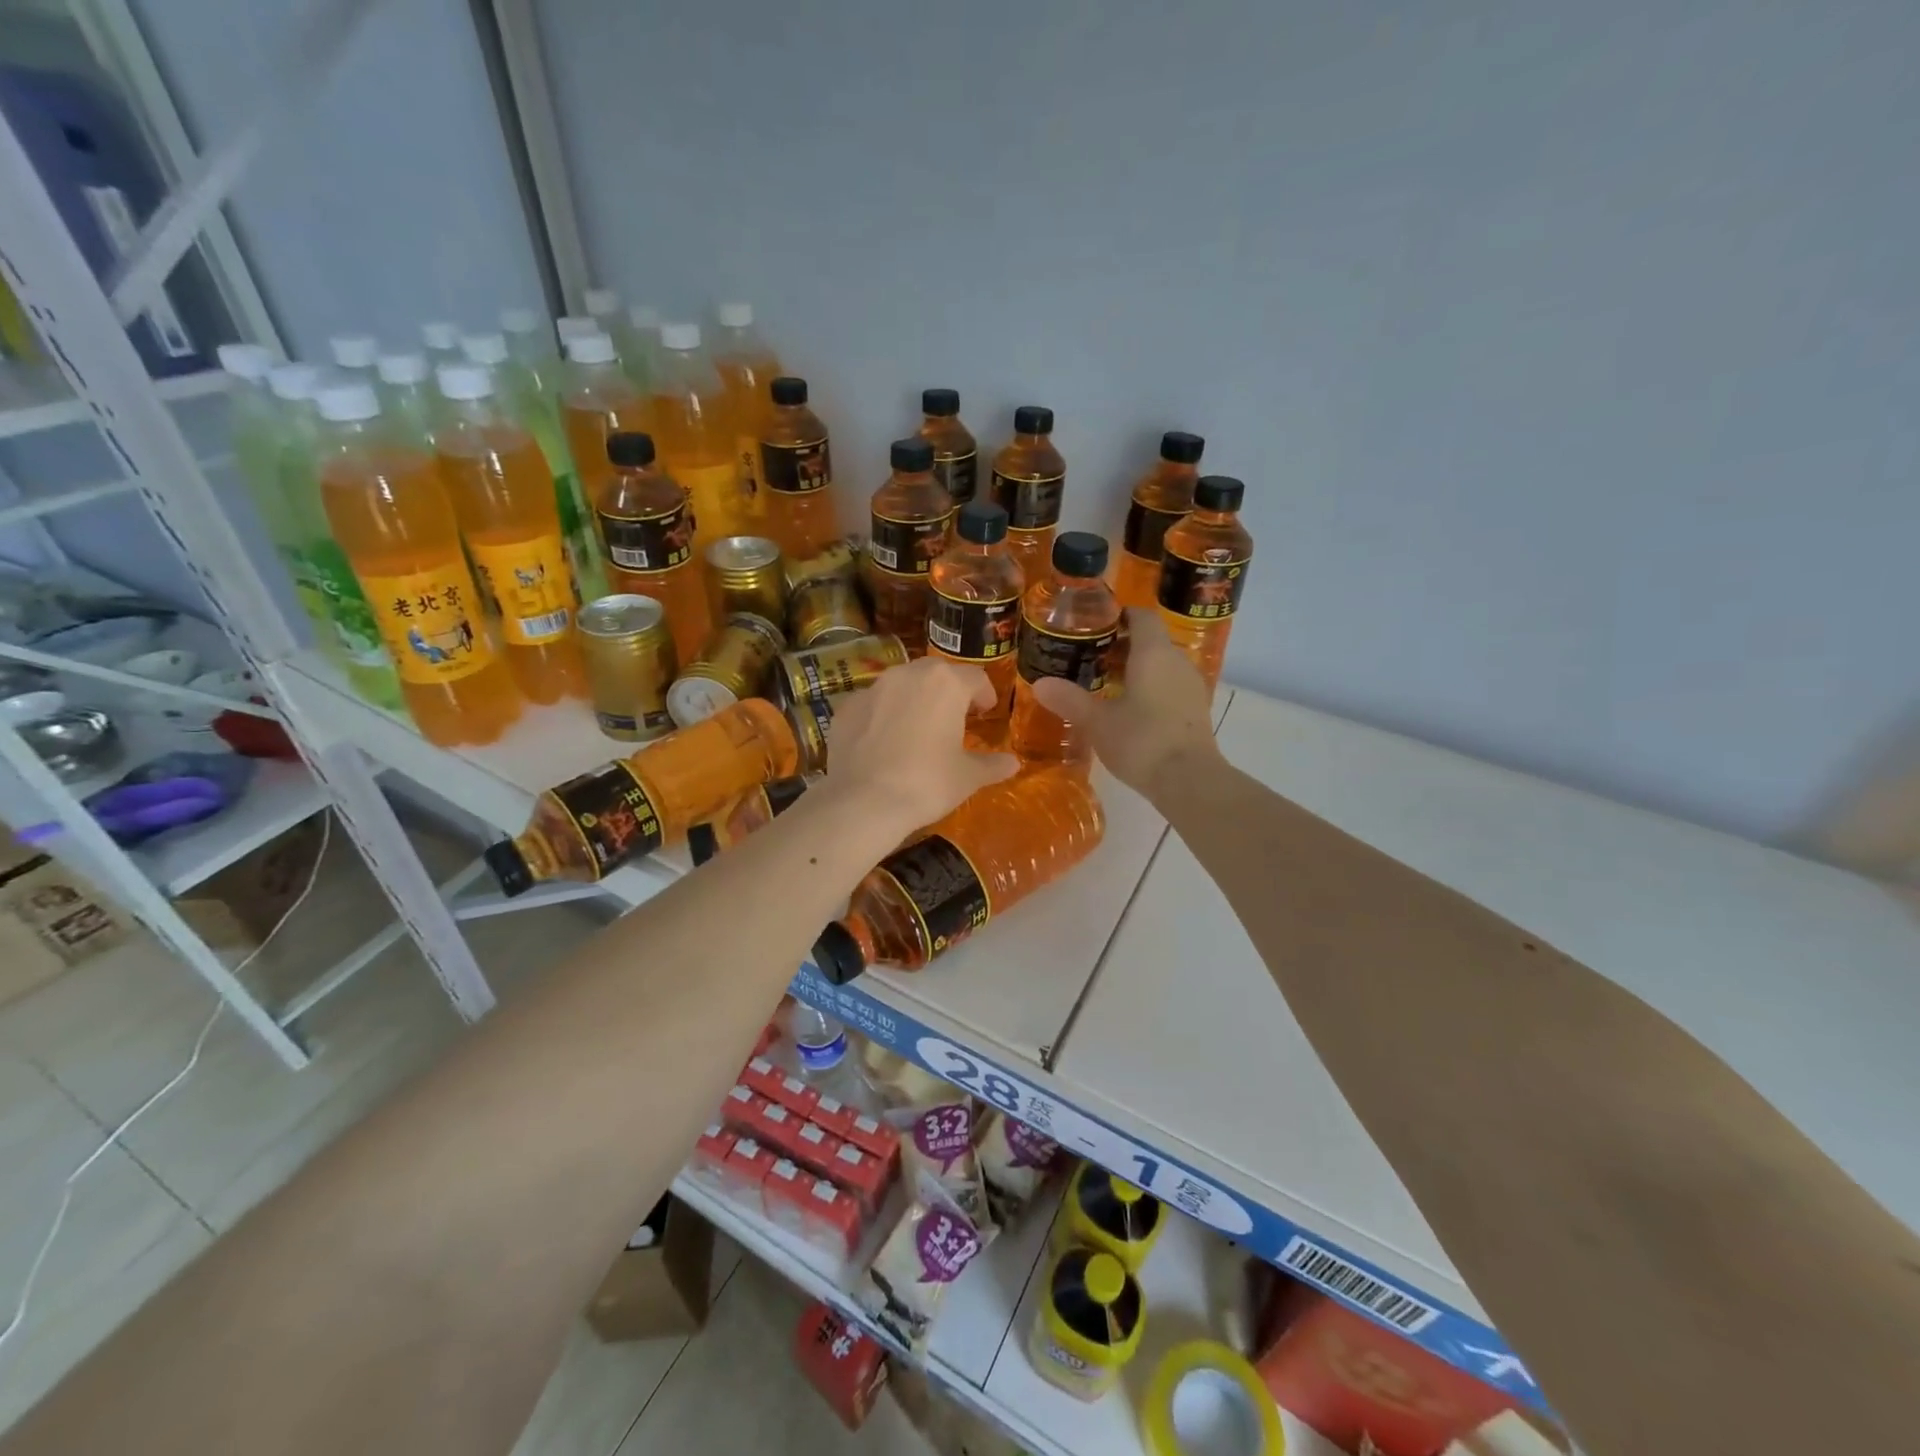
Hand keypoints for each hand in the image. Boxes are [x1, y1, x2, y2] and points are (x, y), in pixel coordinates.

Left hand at [824, 657, 1017, 831]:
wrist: (863, 802)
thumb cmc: (927, 783)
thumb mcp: (967, 777)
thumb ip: (992, 765)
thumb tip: (1012, 764)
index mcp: (945, 683)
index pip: (975, 677)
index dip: (984, 694)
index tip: (985, 712)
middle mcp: (908, 675)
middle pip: (936, 674)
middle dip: (948, 692)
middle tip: (954, 718)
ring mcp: (872, 688)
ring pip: (901, 685)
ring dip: (913, 700)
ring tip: (917, 728)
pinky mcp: (846, 707)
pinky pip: (873, 705)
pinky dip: (882, 716)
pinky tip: (883, 742)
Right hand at [1032, 609, 1219, 796]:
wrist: (1189, 781)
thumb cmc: (1141, 741)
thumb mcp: (1097, 722)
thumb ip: (1069, 699)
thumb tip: (1039, 683)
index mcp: (1153, 653)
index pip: (1141, 616)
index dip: (1119, 615)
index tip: (1094, 625)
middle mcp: (1177, 661)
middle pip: (1150, 640)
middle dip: (1122, 645)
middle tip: (1090, 658)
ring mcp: (1191, 685)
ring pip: (1162, 664)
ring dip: (1137, 669)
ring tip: (1105, 684)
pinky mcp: (1197, 710)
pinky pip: (1170, 686)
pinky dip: (1150, 688)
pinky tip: (1130, 709)